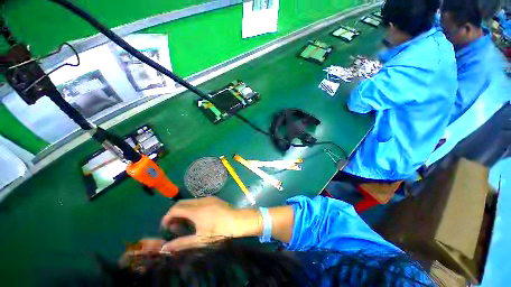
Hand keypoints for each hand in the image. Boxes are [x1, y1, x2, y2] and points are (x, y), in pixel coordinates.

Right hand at [160, 197, 260, 251]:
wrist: (237, 220)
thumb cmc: (219, 231)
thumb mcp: (200, 240)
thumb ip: (182, 243)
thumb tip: (165, 248)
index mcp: (196, 210)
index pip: (175, 209)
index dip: (167, 217)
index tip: (165, 226)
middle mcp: (200, 201)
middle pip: (181, 203)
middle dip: (174, 213)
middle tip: (174, 226)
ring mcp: (208, 198)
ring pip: (190, 201)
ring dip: (184, 209)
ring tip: (185, 222)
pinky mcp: (213, 198)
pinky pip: (198, 200)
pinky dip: (192, 207)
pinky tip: (197, 216)